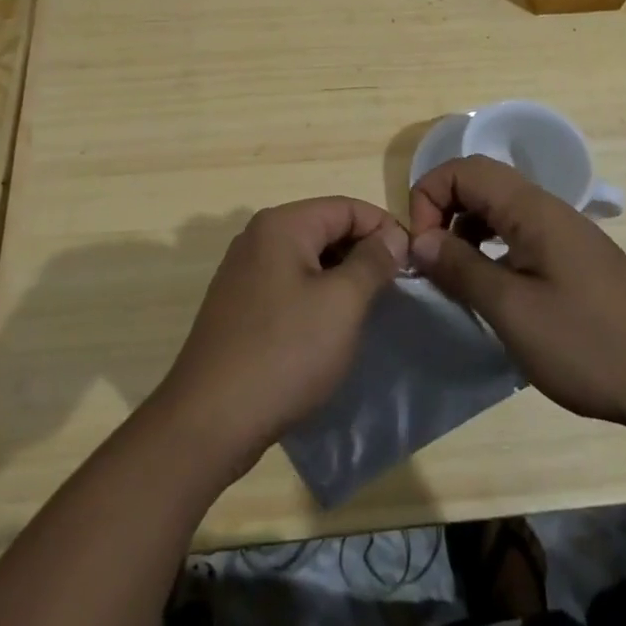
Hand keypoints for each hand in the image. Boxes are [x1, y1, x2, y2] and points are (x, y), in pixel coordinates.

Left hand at [153, 198, 408, 474]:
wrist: (211, 418)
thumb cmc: (285, 352)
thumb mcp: (342, 303)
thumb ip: (372, 262)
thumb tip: (392, 234)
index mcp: (281, 225)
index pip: (346, 207)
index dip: (384, 228)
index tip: (414, 262)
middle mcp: (257, 237)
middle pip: (324, 228)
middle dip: (363, 252)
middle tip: (396, 289)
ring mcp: (243, 272)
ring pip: (307, 259)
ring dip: (341, 277)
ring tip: (370, 309)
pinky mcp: (239, 305)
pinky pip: (288, 284)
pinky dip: (316, 296)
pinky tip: (331, 328)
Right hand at [408, 156, 625, 431]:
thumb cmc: (588, 344)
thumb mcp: (513, 310)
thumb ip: (461, 268)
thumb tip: (420, 240)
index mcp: (532, 209)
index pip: (464, 169)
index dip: (429, 197)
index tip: (423, 248)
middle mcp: (547, 208)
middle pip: (480, 182)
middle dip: (443, 210)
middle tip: (432, 260)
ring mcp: (563, 232)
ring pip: (498, 208)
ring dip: (465, 230)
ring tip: (456, 277)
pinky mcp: (572, 258)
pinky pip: (517, 233)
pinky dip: (490, 248)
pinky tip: (492, 289)